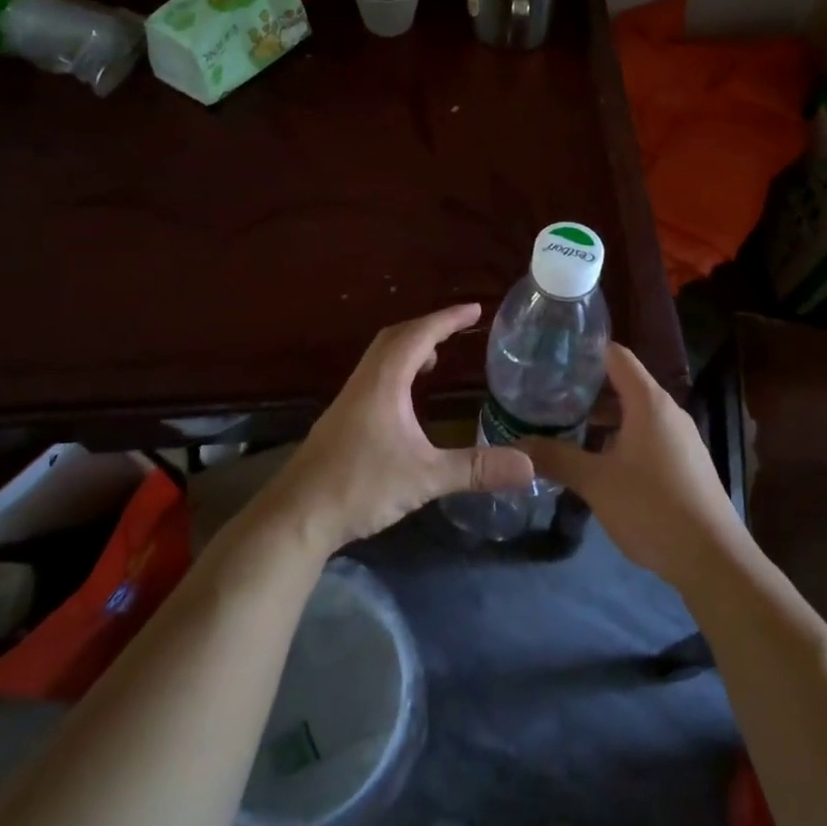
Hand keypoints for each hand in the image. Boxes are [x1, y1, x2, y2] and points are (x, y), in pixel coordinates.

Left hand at [259, 303, 534, 556]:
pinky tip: (407, 400)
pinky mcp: (342, 419)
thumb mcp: (426, 478)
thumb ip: (477, 469)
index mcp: (384, 382)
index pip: (420, 335)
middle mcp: (365, 381)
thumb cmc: (360, 486)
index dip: (448, 319)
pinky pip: (375, 376)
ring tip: (437, 359)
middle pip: (397, 337)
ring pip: (382, 357)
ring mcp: (349, 400)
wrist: (296, 516)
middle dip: (429, 327)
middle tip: (459, 328)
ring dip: (410, 348)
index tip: (476, 309)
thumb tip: (530, 464)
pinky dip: (397, 370)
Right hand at [515, 343, 745, 589]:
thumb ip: (556, 458)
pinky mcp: (686, 464)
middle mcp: (668, 411)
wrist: (713, 559)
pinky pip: (648, 437)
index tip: (553, 357)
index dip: (585, 352)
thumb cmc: (652, 507)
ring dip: (603, 420)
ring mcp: (681, 438)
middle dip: (587, 390)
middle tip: (549, 398)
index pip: (616, 355)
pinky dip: (622, 439)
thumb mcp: (596, 482)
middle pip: (624, 384)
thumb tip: (516, 446)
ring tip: (566, 430)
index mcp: (649, 402)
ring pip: (636, 414)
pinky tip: (599, 462)